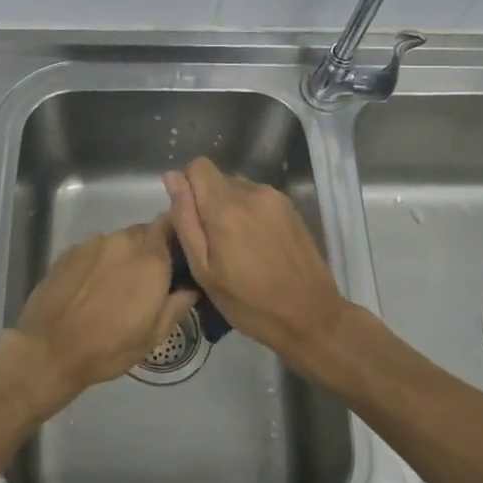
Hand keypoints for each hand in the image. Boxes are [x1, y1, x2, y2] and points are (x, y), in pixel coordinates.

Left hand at [2, 216, 196, 418]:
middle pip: (144, 232)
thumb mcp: (154, 336)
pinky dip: (98, 262)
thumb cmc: (110, 346)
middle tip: (147, 279)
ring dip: (122, 256)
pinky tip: (90, 288)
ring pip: (117, 241)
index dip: (175, 237)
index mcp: (150, 258)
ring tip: (115, 286)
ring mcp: (93, 243)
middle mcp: (123, 241)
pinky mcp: (69, 251)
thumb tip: (190, 287)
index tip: (176, 257)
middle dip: (149, 250)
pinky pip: (93, 250)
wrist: (50, 349)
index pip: (170, 224)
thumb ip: (177, 304)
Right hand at [164, 157, 349, 362]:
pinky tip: (259, 246)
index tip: (193, 218)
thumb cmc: (249, 303)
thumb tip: (172, 177)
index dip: (189, 187)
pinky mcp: (291, 207)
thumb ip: (185, 220)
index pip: (198, 166)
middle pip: (218, 179)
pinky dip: (250, 214)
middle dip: (210, 203)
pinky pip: (258, 198)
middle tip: (216, 244)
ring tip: (239, 248)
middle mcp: (252, 192)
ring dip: (231, 208)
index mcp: (226, 207)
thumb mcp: (204, 270)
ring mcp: (275, 197)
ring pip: (238, 188)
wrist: (311, 316)